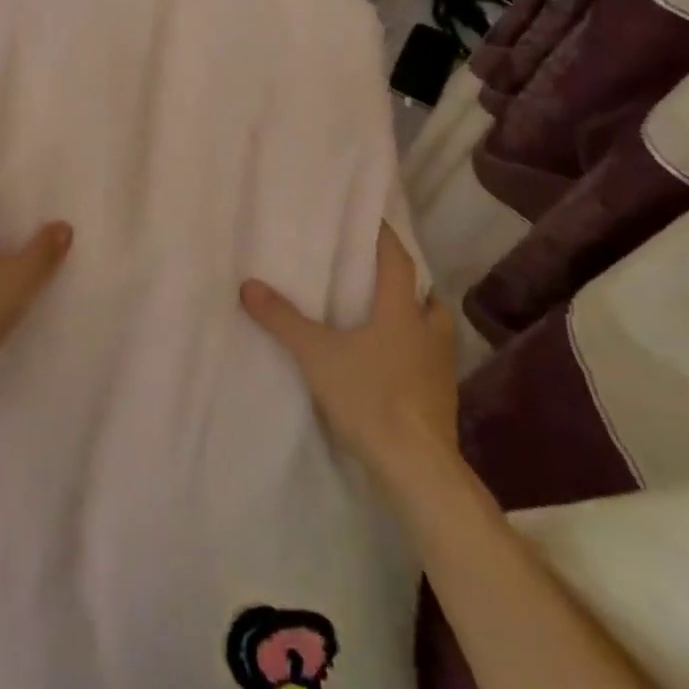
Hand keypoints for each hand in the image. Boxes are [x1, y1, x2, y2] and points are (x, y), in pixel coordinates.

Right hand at [240, 223, 457, 495]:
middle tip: (380, 281)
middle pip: (428, 298)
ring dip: (416, 321)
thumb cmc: (369, 397)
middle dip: (410, 287)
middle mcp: (429, 334)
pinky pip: (430, 362)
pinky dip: (414, 354)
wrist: (416, 466)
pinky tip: (390, 366)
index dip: (386, 239)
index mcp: (402, 313)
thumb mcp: (316, 354)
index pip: (398, 263)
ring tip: (385, 322)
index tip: (373, 221)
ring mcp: (440, 369)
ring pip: (434, 331)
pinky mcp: (441, 399)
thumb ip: (282, 319)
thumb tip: (247, 285)